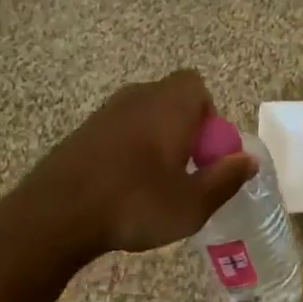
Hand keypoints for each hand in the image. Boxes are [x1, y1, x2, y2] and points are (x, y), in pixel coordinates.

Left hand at [18, 71, 255, 258]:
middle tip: (183, 171)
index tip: (204, 153)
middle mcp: (139, 96)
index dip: (207, 117)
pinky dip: (126, 151)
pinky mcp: (82, 132)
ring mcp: (106, 112)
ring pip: (143, 116)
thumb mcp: (191, 204)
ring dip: (154, 141)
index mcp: (170, 104)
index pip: (197, 87)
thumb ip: (225, 178)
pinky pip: (118, 132)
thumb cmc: (133, 204)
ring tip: (152, 184)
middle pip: (171, 100)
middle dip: (183, 130)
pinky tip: (120, 188)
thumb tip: (249, 159)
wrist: (54, 215)